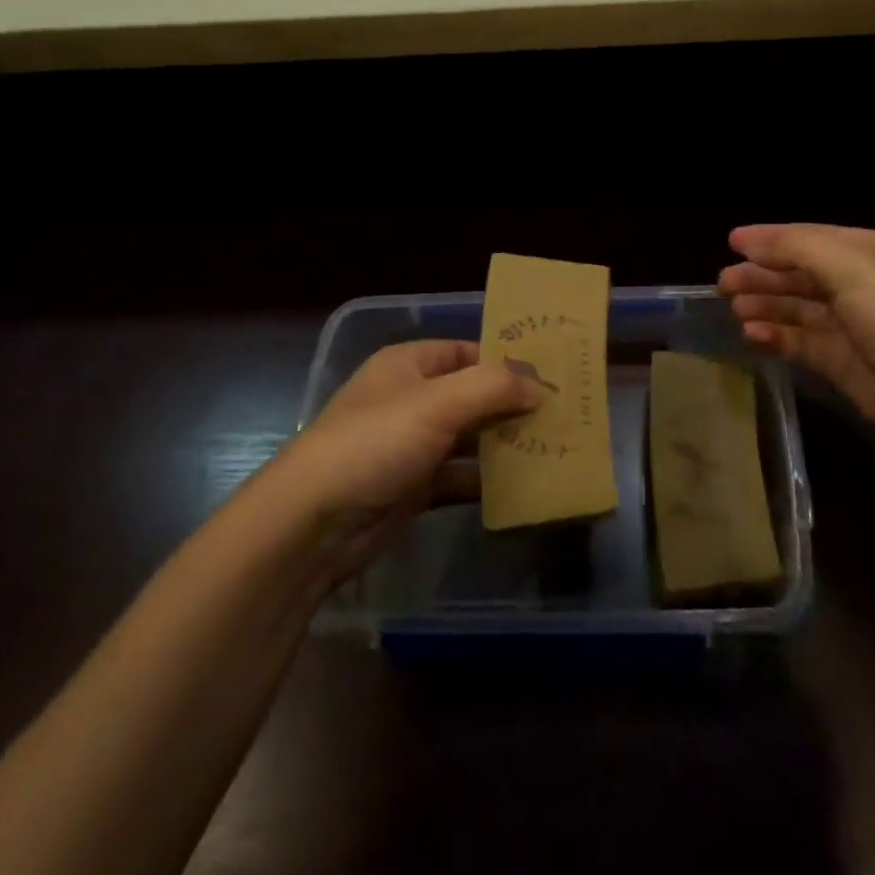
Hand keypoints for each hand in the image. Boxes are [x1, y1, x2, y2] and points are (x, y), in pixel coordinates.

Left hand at [272, 340, 540, 576]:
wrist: (312, 523)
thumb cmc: (375, 443)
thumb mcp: (438, 403)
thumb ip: (494, 387)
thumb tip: (539, 386)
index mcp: (408, 365)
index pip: (467, 352)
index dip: (506, 361)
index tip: (550, 377)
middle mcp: (409, 400)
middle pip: (471, 395)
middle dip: (511, 405)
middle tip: (561, 416)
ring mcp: (410, 446)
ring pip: (468, 438)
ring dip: (503, 444)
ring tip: (552, 449)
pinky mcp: (411, 489)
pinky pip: (458, 478)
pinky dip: (485, 482)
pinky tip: (521, 489)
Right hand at [718, 224, 874, 457]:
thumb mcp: (852, 268)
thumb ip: (796, 248)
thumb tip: (746, 240)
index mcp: (868, 253)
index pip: (809, 238)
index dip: (770, 239)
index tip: (730, 243)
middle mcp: (859, 284)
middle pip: (798, 273)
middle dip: (761, 275)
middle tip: (723, 284)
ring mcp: (850, 325)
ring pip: (796, 308)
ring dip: (765, 305)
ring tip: (735, 309)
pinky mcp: (842, 362)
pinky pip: (800, 342)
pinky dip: (776, 336)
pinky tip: (753, 335)